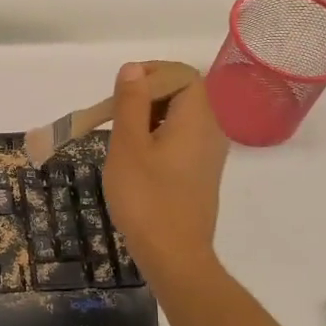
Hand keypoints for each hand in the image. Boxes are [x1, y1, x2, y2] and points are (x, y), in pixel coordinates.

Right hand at [102, 61, 228, 283]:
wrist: (175, 256)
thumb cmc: (147, 198)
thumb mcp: (128, 146)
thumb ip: (131, 103)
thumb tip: (133, 68)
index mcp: (197, 118)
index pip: (182, 74)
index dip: (151, 73)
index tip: (121, 93)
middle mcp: (211, 130)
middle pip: (182, 93)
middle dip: (146, 95)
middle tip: (114, 116)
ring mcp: (208, 154)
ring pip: (179, 117)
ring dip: (148, 117)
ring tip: (120, 138)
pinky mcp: (200, 173)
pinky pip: (181, 139)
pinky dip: (157, 137)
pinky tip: (134, 159)